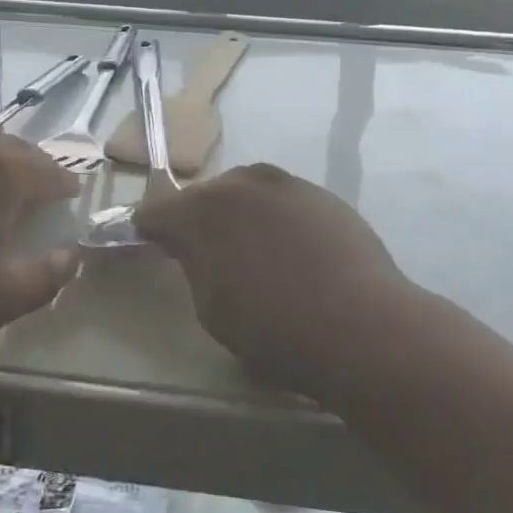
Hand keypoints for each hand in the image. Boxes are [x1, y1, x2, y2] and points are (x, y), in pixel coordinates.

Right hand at [134, 164, 412, 400]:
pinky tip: (297, 254)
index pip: (155, 212)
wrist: (362, 326)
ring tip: (257, 252)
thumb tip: (198, 252)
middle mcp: (239, 183)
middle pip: (204, 196)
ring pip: (248, 194)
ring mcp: (285, 183)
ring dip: (242, 216)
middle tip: (209, 255)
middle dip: (200, 220)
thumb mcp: (211, 310)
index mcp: (200, 211)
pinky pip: (285, 202)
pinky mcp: (323, 194)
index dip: (151, 231)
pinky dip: (279, 220)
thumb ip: (195, 267)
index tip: (154, 247)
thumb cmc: (273, 329)